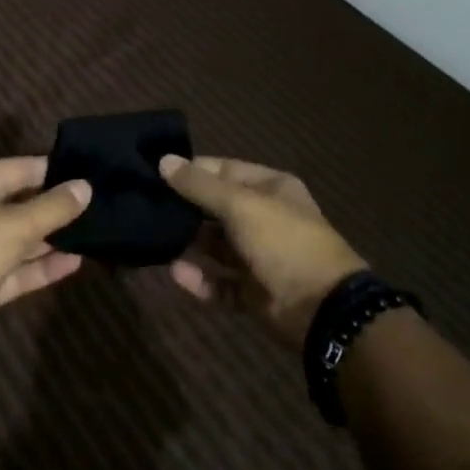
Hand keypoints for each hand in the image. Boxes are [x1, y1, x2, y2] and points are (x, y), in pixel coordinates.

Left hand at [0, 156, 90, 367]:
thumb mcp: (17, 223)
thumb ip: (54, 207)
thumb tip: (86, 186)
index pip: (19, 169)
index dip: (51, 169)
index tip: (85, 169)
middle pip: (22, 204)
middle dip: (55, 206)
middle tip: (97, 203)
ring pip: (23, 239)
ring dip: (53, 238)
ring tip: (94, 232)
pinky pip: (20, 270)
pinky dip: (44, 267)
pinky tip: (76, 262)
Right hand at [161, 155, 365, 348]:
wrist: (322, 309)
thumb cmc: (282, 241)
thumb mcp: (239, 205)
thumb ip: (199, 186)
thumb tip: (163, 160)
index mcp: (270, 188)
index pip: (223, 170)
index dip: (192, 171)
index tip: (156, 174)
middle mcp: (264, 218)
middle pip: (217, 208)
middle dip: (185, 209)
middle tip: (147, 208)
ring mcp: (259, 257)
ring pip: (215, 246)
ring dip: (190, 244)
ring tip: (156, 240)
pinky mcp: (253, 292)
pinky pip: (219, 282)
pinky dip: (199, 280)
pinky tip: (177, 274)